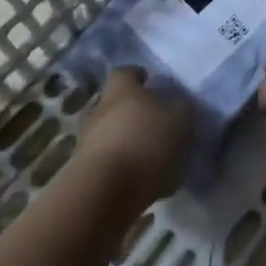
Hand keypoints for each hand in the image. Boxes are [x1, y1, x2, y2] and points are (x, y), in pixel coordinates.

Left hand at [75, 69, 191, 205]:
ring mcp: (88, 142)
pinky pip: (109, 163)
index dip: (141, 78)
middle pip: (119, 105)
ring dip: (130, 143)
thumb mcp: (180, 120)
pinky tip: (142, 182)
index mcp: (122, 89)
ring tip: (155, 160)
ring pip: (113, 135)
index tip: (155, 86)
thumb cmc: (146, 143)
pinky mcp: (83, 173)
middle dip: (137, 114)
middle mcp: (100, 109)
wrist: (104, 193)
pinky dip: (124, 169)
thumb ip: (181, 109)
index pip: (127, 72)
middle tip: (160, 126)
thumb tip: (178, 107)